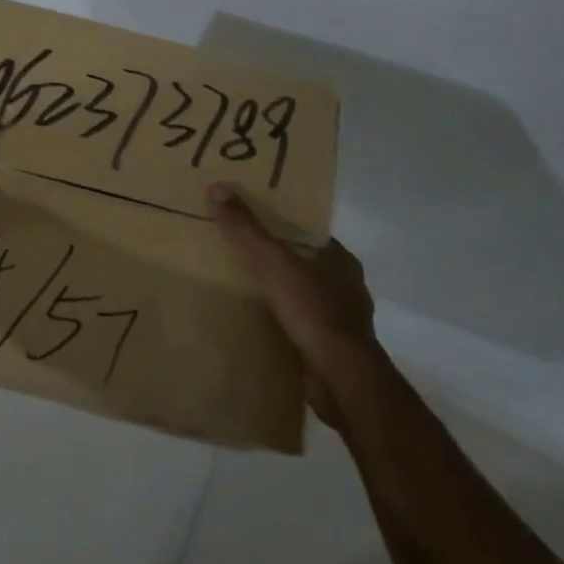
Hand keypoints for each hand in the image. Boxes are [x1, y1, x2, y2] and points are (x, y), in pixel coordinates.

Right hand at [207, 182, 376, 426]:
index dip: (284, 229)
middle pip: (308, 265)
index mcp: (340, 259)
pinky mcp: (335, 350)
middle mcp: (347, 286)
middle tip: (243, 259)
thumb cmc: (312, 309)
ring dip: (285, 297)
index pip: (310, 234)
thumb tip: (217, 187)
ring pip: (308, 298)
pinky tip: (263, 327)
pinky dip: (287, 326)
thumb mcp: (272, 261)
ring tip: (248, 294)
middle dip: (282, 264)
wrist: (341, 377)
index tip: (255, 227)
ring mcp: (343, 320)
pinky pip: (305, 329)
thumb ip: (245, 228)